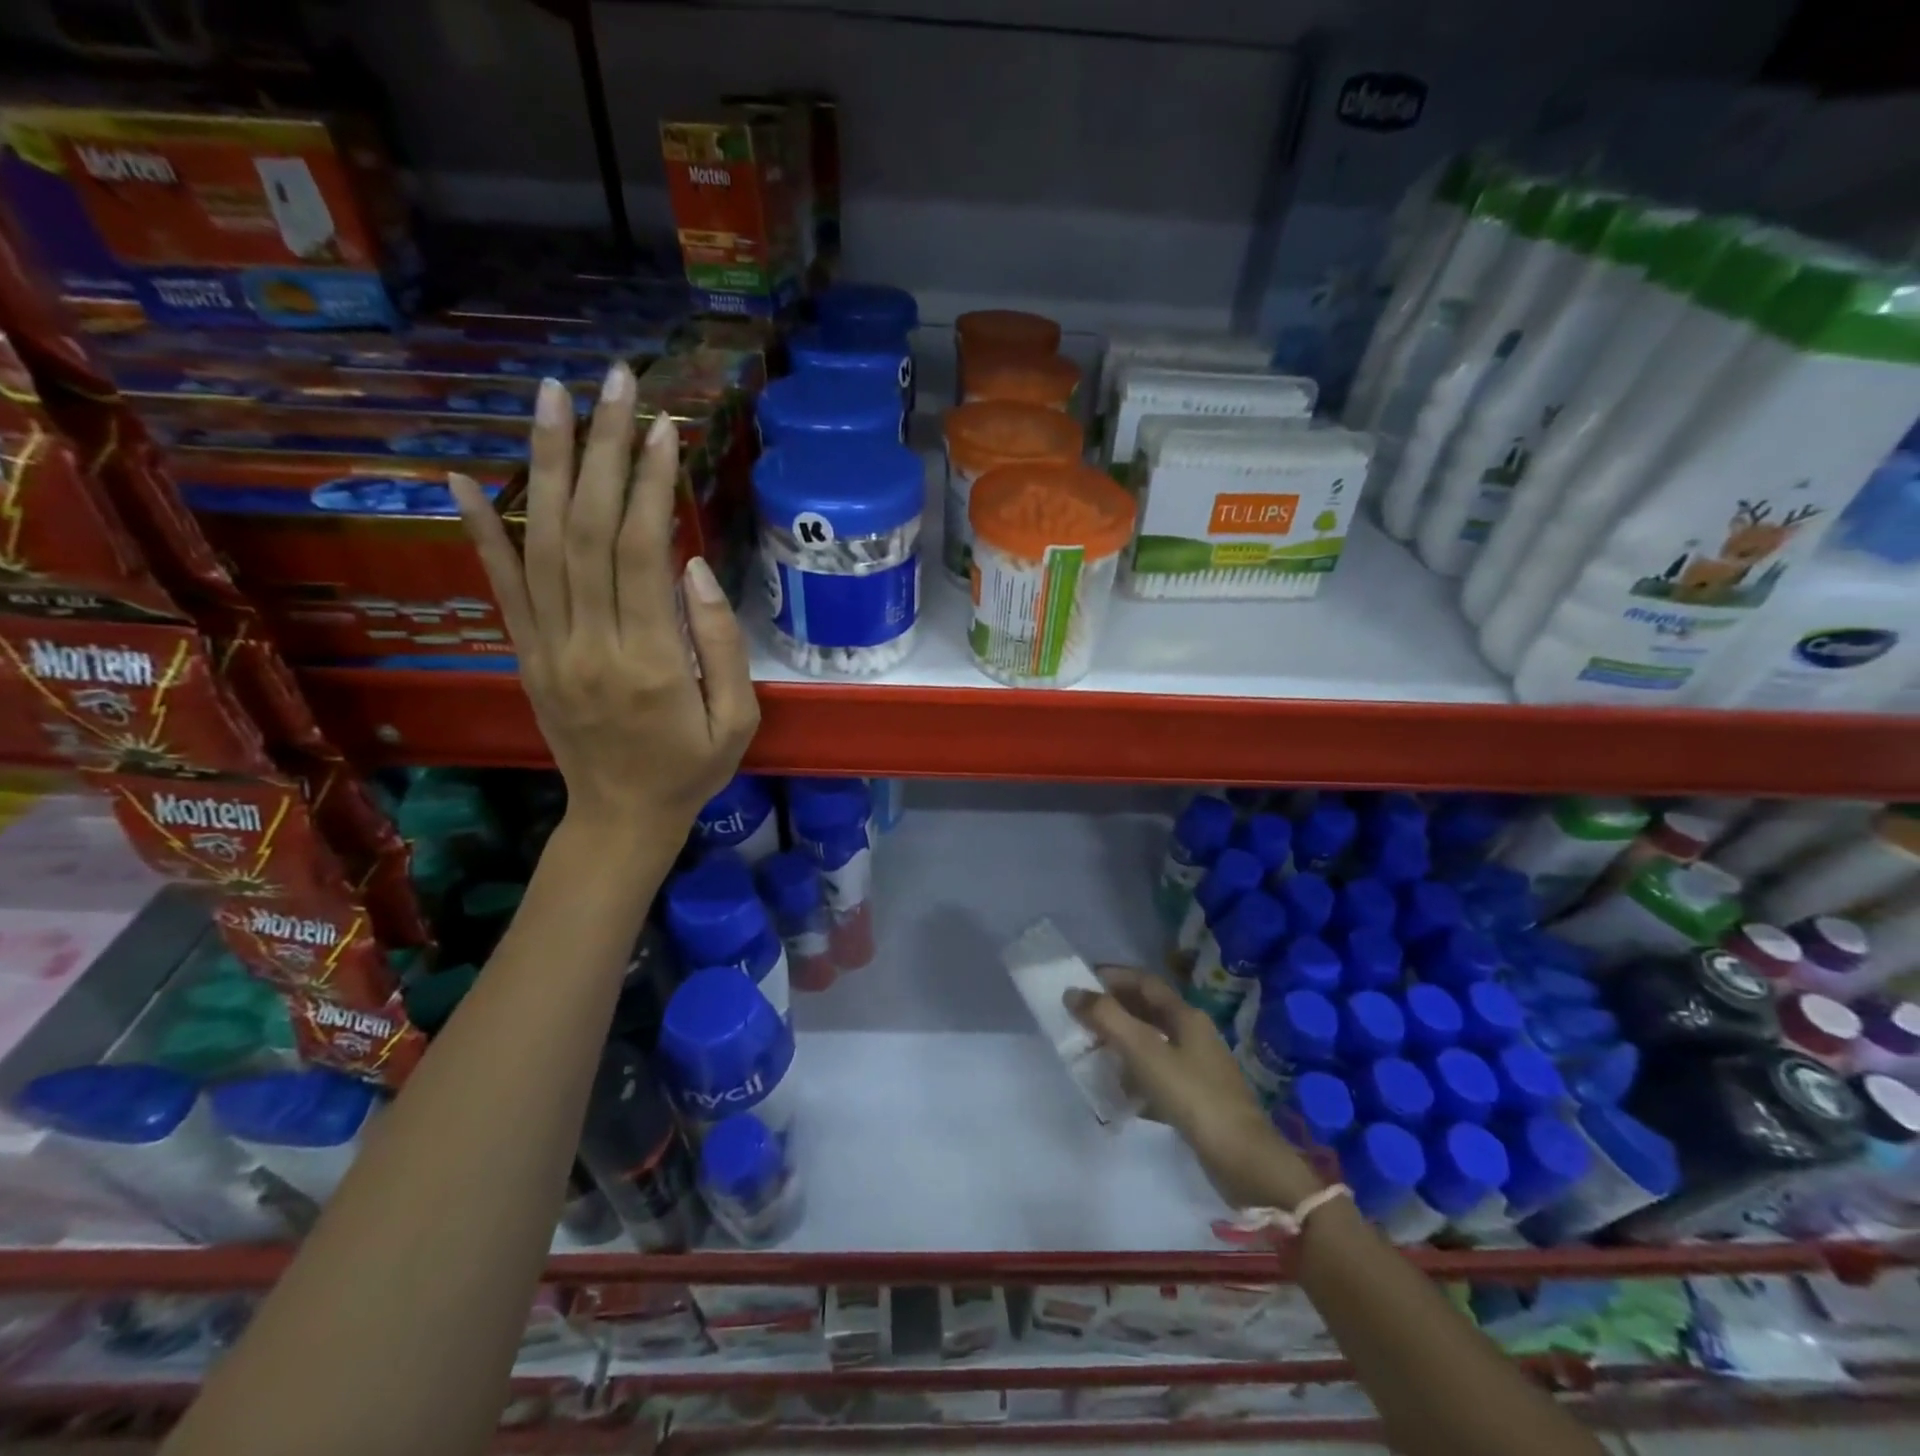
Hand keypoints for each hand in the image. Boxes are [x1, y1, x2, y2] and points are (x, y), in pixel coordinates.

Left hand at [449, 365, 758, 838]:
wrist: (621, 817)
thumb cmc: (692, 769)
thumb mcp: (737, 719)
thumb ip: (721, 644)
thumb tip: (696, 566)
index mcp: (651, 662)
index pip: (641, 552)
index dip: (649, 483)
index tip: (662, 426)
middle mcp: (591, 644)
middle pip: (588, 530)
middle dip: (601, 449)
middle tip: (612, 382)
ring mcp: (549, 648)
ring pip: (543, 543)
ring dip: (545, 465)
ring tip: (551, 396)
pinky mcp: (527, 655)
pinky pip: (500, 587)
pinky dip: (479, 530)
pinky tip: (463, 476)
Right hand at [1067, 967, 1324, 1210]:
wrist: (1243, 1160)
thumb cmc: (1192, 1096)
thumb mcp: (1144, 1052)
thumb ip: (1107, 1019)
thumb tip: (1073, 992)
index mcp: (1185, 1015)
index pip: (1144, 982)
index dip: (1113, 976)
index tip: (1081, 982)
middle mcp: (1193, 1034)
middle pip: (1148, 1010)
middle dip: (1114, 1009)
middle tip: (1081, 1017)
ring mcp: (1198, 1067)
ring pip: (1153, 1042)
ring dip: (1123, 1042)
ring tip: (1092, 1051)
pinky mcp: (1197, 1097)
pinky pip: (1159, 1074)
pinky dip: (1135, 1074)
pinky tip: (1119, 1091)